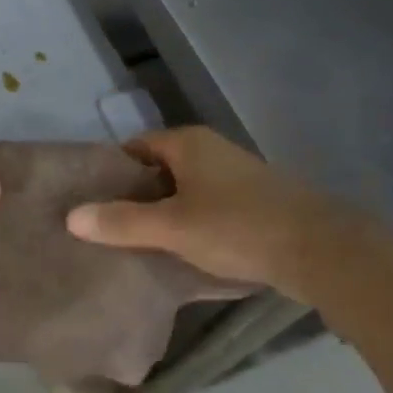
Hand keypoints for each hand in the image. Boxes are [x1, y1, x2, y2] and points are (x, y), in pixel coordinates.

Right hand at [65, 127, 392, 302]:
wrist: (320, 249)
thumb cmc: (237, 228)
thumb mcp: (172, 228)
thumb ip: (122, 222)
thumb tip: (71, 216)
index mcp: (187, 142)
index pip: (135, 147)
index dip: (112, 173)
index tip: (91, 201)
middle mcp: (210, 149)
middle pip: (159, 167)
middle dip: (136, 195)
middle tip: (108, 226)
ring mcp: (235, 174)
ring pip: (185, 188)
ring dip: (165, 211)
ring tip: (139, 242)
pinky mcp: (254, 200)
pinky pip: (208, 204)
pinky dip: (191, 221)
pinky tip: (183, 250)